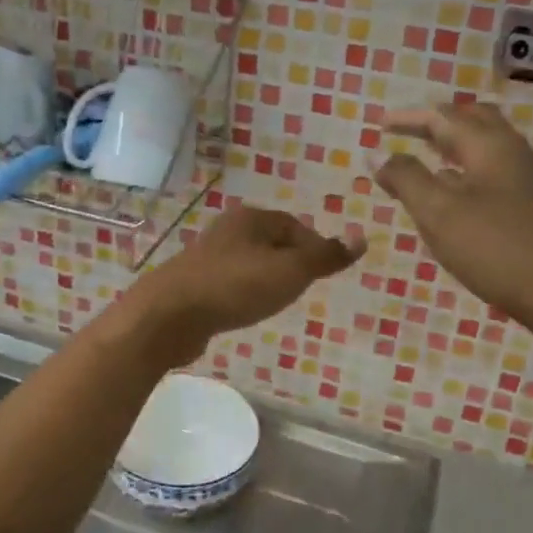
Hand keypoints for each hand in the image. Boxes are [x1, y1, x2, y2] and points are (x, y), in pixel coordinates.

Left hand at [116, 204, 364, 365]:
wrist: (171, 314)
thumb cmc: (237, 286)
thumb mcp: (291, 271)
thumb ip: (325, 257)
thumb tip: (361, 238)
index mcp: (252, 218)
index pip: (295, 226)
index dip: (315, 248)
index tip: (325, 275)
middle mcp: (228, 230)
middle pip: (272, 243)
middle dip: (291, 264)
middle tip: (303, 289)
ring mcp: (208, 256)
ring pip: (251, 263)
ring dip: (267, 279)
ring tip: (277, 302)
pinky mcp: (195, 282)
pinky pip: (231, 283)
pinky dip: (245, 293)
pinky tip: (246, 310)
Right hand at [376, 100, 532, 321]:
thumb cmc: (497, 248)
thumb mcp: (438, 213)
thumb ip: (406, 179)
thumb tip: (380, 157)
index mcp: (489, 145)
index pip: (442, 117)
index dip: (408, 118)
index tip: (380, 124)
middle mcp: (513, 152)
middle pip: (473, 121)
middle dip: (437, 124)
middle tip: (407, 134)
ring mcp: (530, 180)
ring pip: (486, 149)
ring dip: (453, 148)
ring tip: (425, 164)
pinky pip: (495, 174)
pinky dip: (467, 173)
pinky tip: (455, 199)